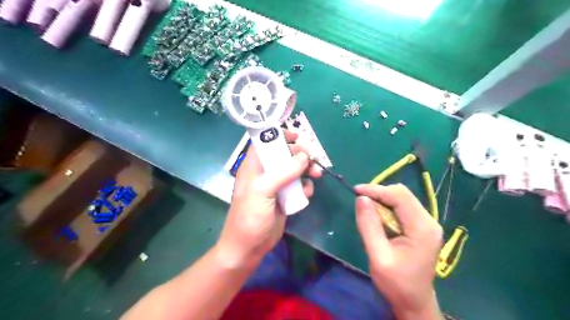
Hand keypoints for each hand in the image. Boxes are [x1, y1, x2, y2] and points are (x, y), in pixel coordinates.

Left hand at [215, 132, 320, 267]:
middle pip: (284, 155)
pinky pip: (298, 186)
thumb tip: (304, 157)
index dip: (280, 136)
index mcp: (254, 166)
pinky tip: (307, 193)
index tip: (297, 137)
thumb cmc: (250, 216)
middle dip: (300, 155)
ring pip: (294, 170)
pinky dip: (305, 187)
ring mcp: (275, 186)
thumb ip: (283, 172)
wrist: (249, 247)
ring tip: (317, 175)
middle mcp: (265, 173)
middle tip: (314, 158)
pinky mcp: (284, 198)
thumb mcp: (263, 191)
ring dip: (307, 170)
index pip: (265, 143)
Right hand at [355, 183, 442, 317]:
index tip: (355, 191)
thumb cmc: (396, 283)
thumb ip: (369, 226)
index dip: (376, 189)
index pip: (399, 196)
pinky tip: (377, 216)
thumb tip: (361, 198)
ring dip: (382, 200)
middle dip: (379, 193)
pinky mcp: (421, 227)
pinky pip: (402, 208)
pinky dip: (387, 207)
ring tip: (366, 209)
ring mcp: (427, 223)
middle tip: (360, 201)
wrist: (414, 302)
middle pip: (402, 194)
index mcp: (422, 228)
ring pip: (402, 199)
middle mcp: (428, 221)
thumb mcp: (378, 256)